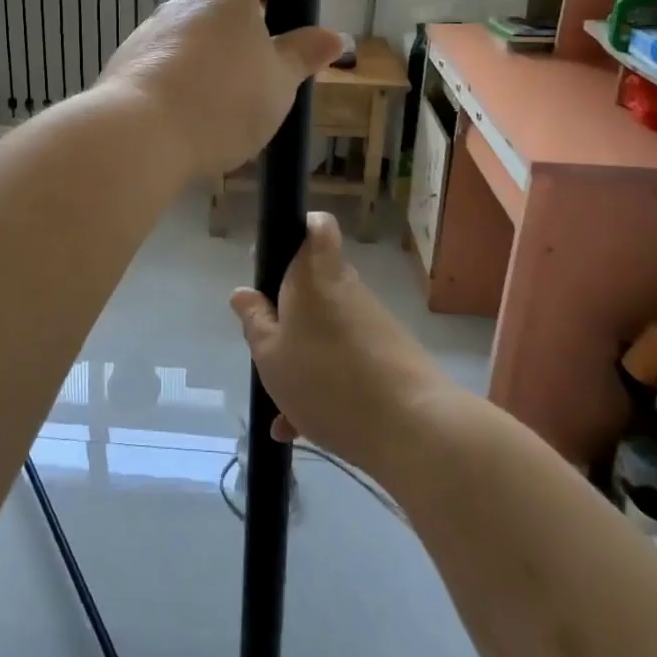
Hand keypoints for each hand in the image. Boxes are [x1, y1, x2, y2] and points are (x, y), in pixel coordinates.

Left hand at [97, 0, 342, 181]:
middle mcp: (183, 4)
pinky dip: (178, 79)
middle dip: (238, 29)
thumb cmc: (222, 100)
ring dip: (206, 57)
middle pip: (216, 5)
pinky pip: (161, 63)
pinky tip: (187, 115)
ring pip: (187, 36)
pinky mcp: (125, 63)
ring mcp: (149, 32)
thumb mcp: (278, 83)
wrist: (139, 134)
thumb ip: (302, 56)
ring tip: (223, 100)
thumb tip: (332, 36)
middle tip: (260, 66)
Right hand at [230, 213, 451, 474]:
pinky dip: (326, 384)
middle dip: (289, 315)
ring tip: (283, 409)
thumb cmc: (326, 380)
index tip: (276, 262)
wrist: (413, 429)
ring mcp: (371, 322)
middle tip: (268, 348)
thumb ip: (254, 321)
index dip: (298, 231)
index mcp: (313, 275)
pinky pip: (346, 359)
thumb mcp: (270, 355)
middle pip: (314, 284)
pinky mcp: (389, 355)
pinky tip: (303, 429)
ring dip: (304, 359)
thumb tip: (243, 293)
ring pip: (326, 329)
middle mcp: (345, 288)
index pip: (317, 226)